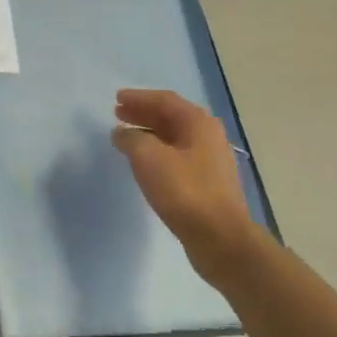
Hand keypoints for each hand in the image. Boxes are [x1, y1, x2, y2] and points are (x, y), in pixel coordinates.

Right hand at [113, 89, 264, 285]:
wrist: (219, 238)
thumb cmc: (184, 191)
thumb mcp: (148, 157)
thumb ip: (131, 139)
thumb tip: (121, 133)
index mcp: (198, 123)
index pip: (164, 100)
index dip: (139, 97)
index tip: (116, 98)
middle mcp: (208, 137)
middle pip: (170, 117)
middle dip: (142, 114)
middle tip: (118, 114)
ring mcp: (210, 161)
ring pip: (173, 138)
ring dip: (148, 134)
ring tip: (125, 138)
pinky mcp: (207, 184)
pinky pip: (176, 157)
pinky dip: (156, 152)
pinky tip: (143, 163)